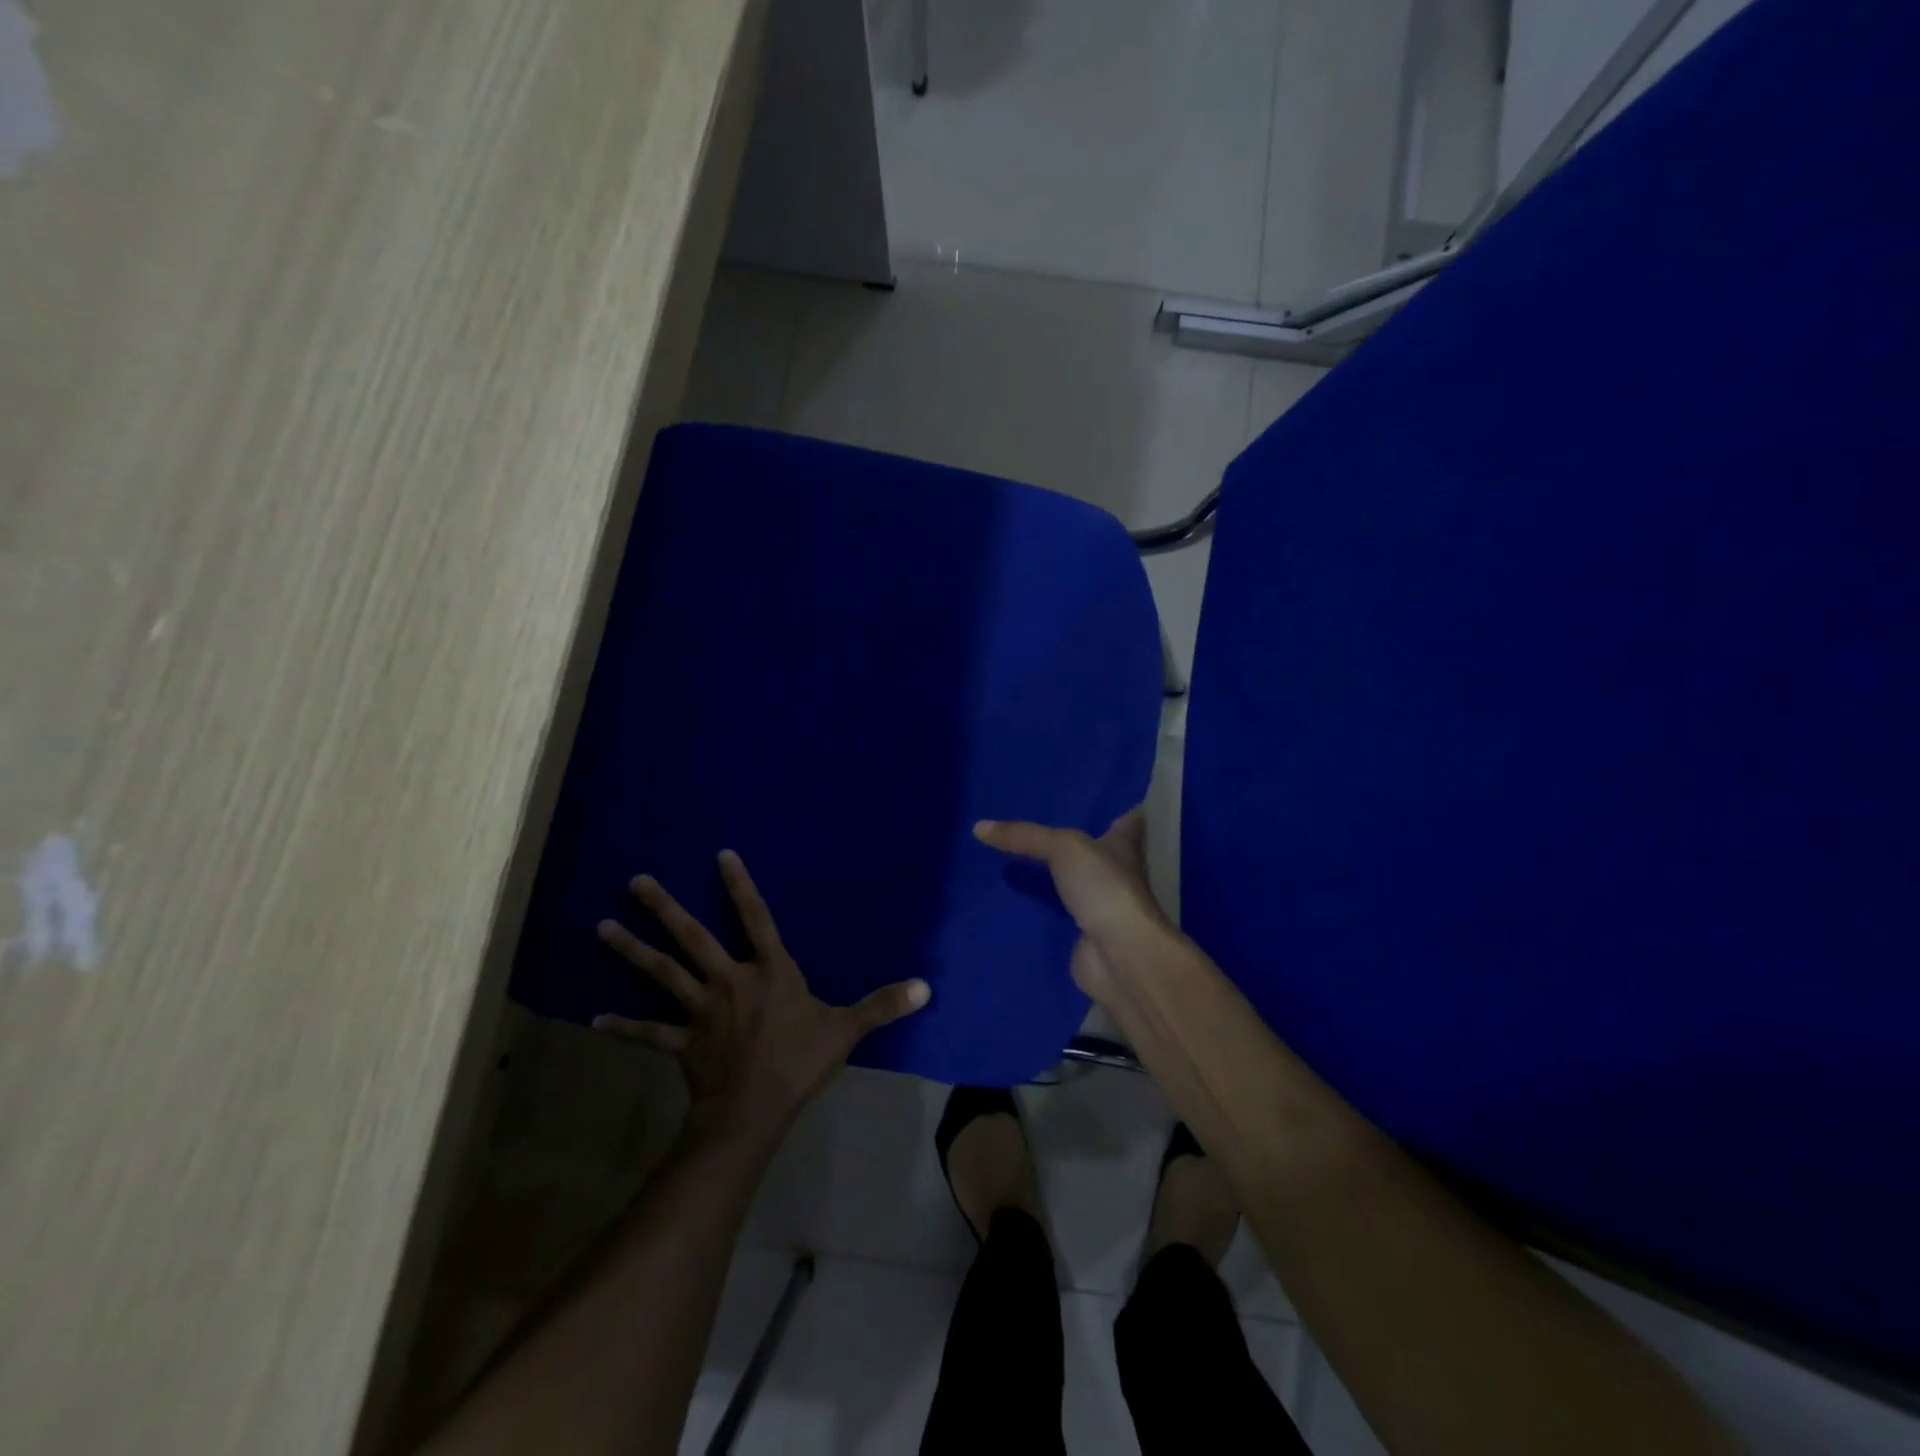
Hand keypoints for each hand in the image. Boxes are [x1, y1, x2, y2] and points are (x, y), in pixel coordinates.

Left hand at [594, 850, 930, 1143]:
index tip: (720, 855)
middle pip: (692, 937)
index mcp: (769, 971)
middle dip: (664, 908)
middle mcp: (729, 980)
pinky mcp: (681, 1041)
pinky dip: (622, 1025)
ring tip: (602, 926)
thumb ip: (882, 1005)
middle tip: (636, 881)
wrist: (753, 1110)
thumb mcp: (846, 1030)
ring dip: (631, 950)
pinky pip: (648, 1031)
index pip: (756, 917)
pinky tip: (593, 1017)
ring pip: (662, 973)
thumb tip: (926, 987)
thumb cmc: (799, 1063)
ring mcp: (699, 1010)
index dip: (739, 885)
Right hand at [973, 808, 1178, 1000]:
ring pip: (1069, 882)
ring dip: (1047, 875)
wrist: (1118, 955)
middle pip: (1090, 850)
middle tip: (1026, 822)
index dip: (1108, 805)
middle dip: (1065, 839)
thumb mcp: (1063, 848)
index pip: (1123, 817)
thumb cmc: (1104, 887)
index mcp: (1123, 845)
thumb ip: (1024, 836)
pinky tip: (1007, 897)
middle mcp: (1115, 873)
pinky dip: (1035, 908)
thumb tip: (979, 827)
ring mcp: (1099, 905)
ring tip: (1006, 855)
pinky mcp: (1082, 933)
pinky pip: (1053, 914)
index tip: (1082, 794)